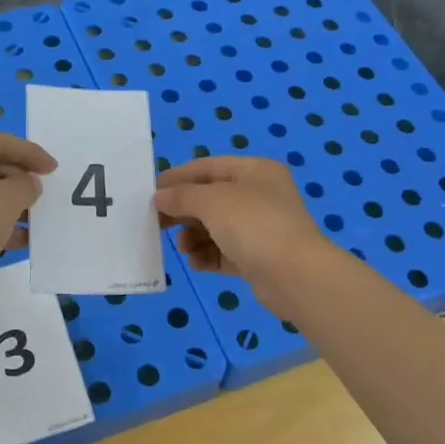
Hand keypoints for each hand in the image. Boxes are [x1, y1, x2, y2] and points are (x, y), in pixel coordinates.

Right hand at [153, 157, 331, 308]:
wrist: (295, 276)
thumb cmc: (254, 225)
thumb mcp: (212, 201)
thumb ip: (182, 196)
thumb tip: (160, 197)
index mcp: (255, 171)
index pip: (207, 167)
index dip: (177, 177)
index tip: (149, 192)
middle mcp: (259, 195)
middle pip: (210, 198)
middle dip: (183, 211)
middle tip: (155, 223)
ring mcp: (260, 228)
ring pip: (215, 227)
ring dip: (193, 236)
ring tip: (183, 248)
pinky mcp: (258, 258)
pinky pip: (224, 252)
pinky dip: (207, 255)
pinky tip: (196, 262)